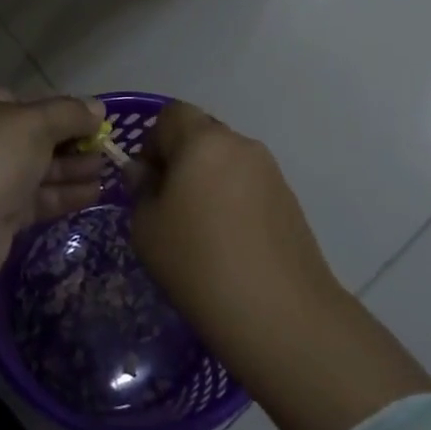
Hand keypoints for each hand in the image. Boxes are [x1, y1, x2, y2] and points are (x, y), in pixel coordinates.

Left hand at [0, 88, 108, 279]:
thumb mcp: (34, 123)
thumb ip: (69, 113)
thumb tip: (98, 108)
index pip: (20, 101)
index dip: (56, 108)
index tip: (89, 118)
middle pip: (31, 137)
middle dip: (70, 141)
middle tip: (106, 147)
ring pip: (35, 170)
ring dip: (72, 169)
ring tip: (108, 170)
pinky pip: (35, 199)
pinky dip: (63, 194)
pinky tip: (96, 193)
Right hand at [131, 100, 335, 333]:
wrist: (281, 315)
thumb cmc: (199, 264)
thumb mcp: (147, 229)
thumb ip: (141, 190)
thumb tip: (145, 173)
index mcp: (203, 140)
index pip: (171, 114)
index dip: (153, 141)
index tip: (147, 182)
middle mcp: (240, 144)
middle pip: (201, 134)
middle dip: (181, 160)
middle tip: (169, 207)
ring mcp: (270, 171)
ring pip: (227, 160)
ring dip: (208, 181)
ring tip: (201, 231)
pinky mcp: (289, 199)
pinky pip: (249, 185)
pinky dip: (233, 201)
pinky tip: (230, 244)